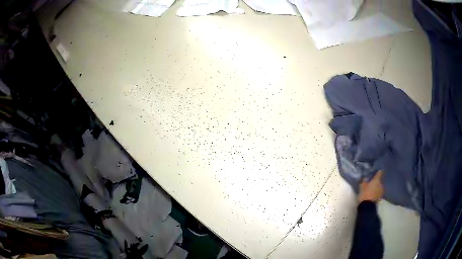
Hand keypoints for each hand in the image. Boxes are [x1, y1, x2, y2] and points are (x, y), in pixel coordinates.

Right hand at [358, 170, 383, 202]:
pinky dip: (377, 191)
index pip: (380, 172)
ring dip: (377, 186)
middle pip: (380, 179)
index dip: (378, 171)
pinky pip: (379, 191)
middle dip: (377, 180)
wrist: (367, 207)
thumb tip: (365, 177)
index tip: (375, 172)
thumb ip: (364, 180)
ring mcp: (382, 190)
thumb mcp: (361, 186)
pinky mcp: (381, 196)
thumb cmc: (365, 194)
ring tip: (373, 188)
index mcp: (377, 179)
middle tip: (372, 181)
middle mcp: (381, 183)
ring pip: (380, 186)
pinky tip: (374, 193)